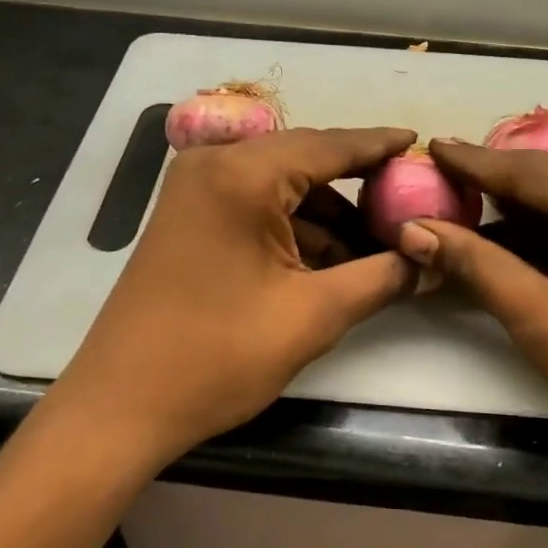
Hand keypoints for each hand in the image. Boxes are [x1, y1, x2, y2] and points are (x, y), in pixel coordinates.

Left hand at [57, 127, 416, 465]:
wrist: (119, 407)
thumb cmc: (216, 357)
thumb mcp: (311, 316)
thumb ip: (379, 278)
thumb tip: (428, 261)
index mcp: (241, 175)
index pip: (329, 146)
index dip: (379, 146)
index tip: (419, 141)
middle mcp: (214, 165)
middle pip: (305, 161)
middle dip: (357, 185)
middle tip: (408, 201)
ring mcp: (194, 190)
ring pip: (281, 186)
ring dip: (328, 214)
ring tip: (378, 245)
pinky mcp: (188, 217)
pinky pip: (255, 205)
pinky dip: (294, 227)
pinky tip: (331, 259)